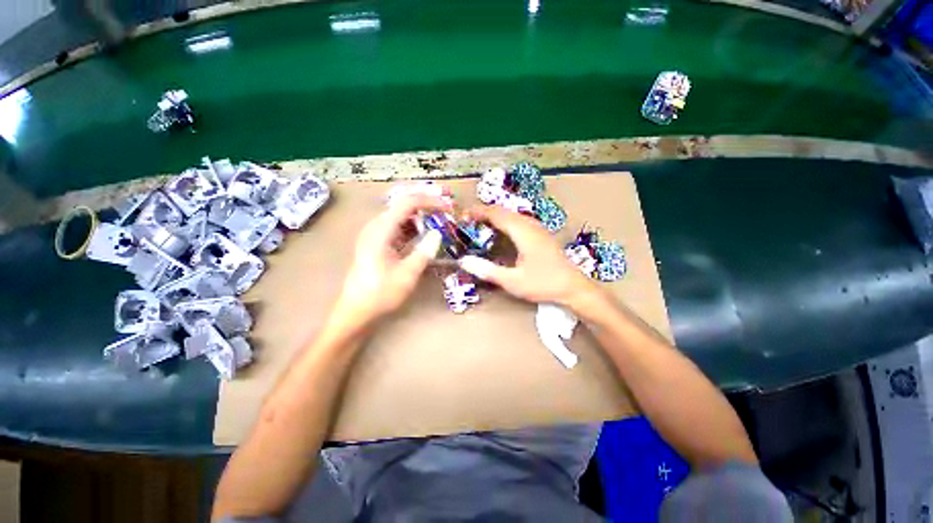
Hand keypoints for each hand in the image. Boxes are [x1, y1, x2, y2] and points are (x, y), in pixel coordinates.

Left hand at [333, 195, 447, 324]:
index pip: (407, 203)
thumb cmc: (380, 294)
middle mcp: (377, 227)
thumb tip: (438, 234)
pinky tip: (425, 235)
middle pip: (403, 205)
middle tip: (446, 209)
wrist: (356, 311)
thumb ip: (424, 252)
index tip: (448, 207)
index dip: (430, 201)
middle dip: (426, 204)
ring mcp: (376, 234)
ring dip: (421, 216)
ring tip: (440, 221)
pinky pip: (399, 228)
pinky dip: (413, 228)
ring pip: (402, 216)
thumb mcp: (407, 275)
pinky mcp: (378, 243)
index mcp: (381, 230)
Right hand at [458, 205, 596, 307]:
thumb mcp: (512, 281)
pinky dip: (504, 222)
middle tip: (468, 222)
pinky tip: (501, 233)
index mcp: (522, 232)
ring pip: (511, 215)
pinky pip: (518, 221)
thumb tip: (464, 261)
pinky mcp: (541, 234)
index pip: (496, 214)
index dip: (478, 212)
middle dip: (484, 213)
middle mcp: (530, 225)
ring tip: (480, 225)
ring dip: (495, 217)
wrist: (573, 287)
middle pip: (503, 211)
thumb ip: (487, 271)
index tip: (463, 216)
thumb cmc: (543, 284)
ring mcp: (537, 228)